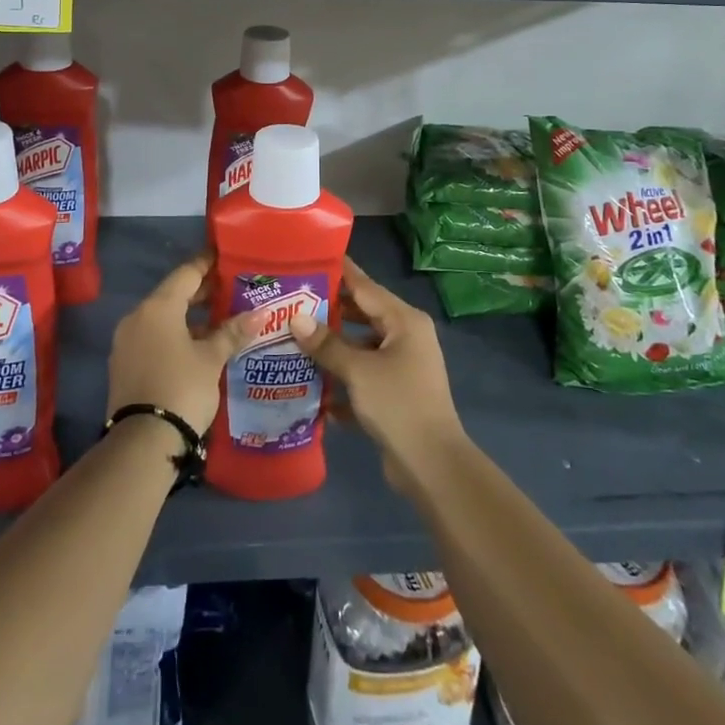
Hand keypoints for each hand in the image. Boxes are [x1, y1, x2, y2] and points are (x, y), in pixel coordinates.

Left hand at [106, 255, 253, 436]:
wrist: (142, 443)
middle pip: (172, 294)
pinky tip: (198, 346)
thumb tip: (260, 314)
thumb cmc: (182, 388)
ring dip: (189, 317)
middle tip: (231, 290)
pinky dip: (175, 335)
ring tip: (220, 320)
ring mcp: (127, 342)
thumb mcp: (212, 359)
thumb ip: (232, 332)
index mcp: (158, 307)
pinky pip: (153, 337)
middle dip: (201, 293)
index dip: (207, 264)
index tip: (226, 258)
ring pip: (162, 318)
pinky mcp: (124, 364)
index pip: (186, 273)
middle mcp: (137, 317)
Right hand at [288, 257, 465, 493]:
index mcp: (404, 321)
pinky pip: (362, 376)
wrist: (432, 466)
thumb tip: (296, 318)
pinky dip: (341, 379)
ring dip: (331, 347)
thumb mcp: (358, 371)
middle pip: (362, 315)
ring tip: (293, 338)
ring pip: (360, 347)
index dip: (338, 272)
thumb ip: (326, 344)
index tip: (309, 258)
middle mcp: (405, 337)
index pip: (365, 286)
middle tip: (291, 301)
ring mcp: (401, 366)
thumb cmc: (398, 404)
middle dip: (328, 311)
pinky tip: (309, 385)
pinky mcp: (394, 393)